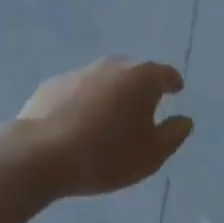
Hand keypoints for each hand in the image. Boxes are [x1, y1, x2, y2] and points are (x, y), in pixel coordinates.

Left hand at [16, 58, 193, 196]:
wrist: (39, 155)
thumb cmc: (105, 155)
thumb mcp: (151, 155)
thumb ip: (173, 135)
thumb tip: (184, 120)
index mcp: (141, 78)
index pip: (165, 73)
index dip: (173, 83)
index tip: (176, 90)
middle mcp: (111, 66)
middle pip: (133, 72)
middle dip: (141, 86)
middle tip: (144, 107)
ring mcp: (79, 73)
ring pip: (104, 80)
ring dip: (111, 94)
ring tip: (110, 118)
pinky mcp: (51, 86)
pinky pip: (77, 91)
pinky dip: (84, 102)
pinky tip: (79, 123)